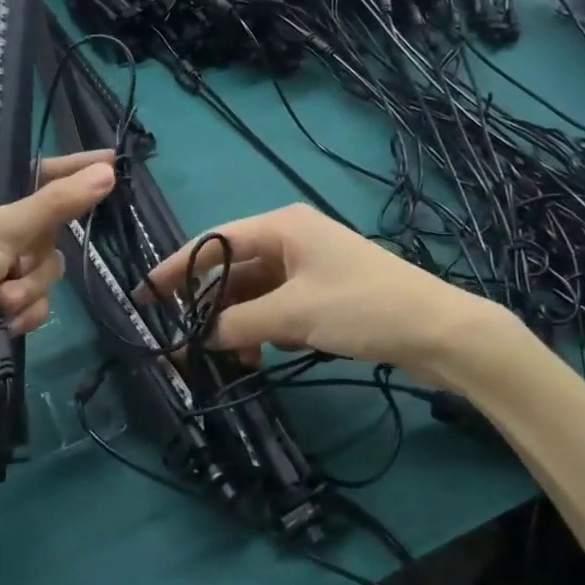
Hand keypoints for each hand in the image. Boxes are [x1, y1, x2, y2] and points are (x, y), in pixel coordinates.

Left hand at [0, 151, 115, 420]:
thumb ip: (56, 203)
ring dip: (29, 287)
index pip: (30, 176)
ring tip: (4, 302)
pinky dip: (25, 311)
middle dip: (36, 254)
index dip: (69, 171)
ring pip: (42, 269)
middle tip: (18, 264)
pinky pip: (35, 300)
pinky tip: (6, 324)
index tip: (111, 163)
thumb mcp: (0, 229)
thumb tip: (107, 171)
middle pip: (43, 230)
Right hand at [142, 203, 505, 386]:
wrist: (439, 332)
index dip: (176, 269)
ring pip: (254, 294)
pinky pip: (277, 308)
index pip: (213, 243)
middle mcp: (291, 240)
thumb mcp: (294, 314)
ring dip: (239, 324)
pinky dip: (265, 329)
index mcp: (282, 227)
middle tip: (189, 343)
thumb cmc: (363, 307)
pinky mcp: (322, 293)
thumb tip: (200, 337)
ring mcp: (308, 267)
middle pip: (232, 270)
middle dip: (211, 307)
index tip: (145, 295)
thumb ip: (239, 323)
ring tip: (236, 358)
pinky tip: (264, 355)